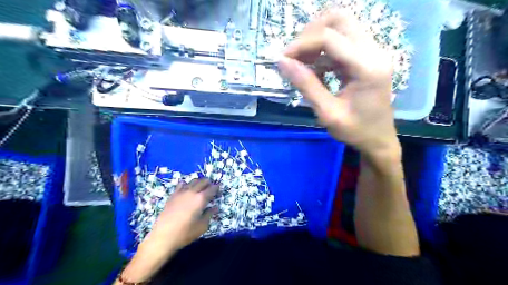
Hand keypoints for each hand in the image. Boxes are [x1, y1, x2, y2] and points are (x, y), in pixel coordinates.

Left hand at [146, 179, 219, 249]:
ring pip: (192, 181)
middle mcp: (192, 192)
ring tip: (200, 187)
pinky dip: (186, 184)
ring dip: (198, 182)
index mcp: (201, 199)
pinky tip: (187, 189)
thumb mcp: (202, 226)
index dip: (217, 188)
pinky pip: (181, 185)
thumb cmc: (185, 233)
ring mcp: (181, 192)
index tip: (219, 189)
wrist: (163, 236)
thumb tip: (215, 207)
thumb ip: (209, 214)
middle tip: (211, 187)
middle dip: (208, 183)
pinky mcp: (173, 195)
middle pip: (202, 181)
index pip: (212, 189)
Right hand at [280, 9, 397, 155]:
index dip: (301, 44)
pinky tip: (316, 67)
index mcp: (367, 67)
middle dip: (310, 33)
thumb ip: (306, 85)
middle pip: (339, 19)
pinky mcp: (369, 56)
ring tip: (303, 62)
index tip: (283, 59)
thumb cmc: (355, 131)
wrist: (378, 139)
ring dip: (317, 39)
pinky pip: (343, 39)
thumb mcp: (327, 113)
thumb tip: (282, 62)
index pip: (329, 38)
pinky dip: (324, 49)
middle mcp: (374, 51)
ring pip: (341, 25)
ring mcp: (374, 51)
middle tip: (295, 56)